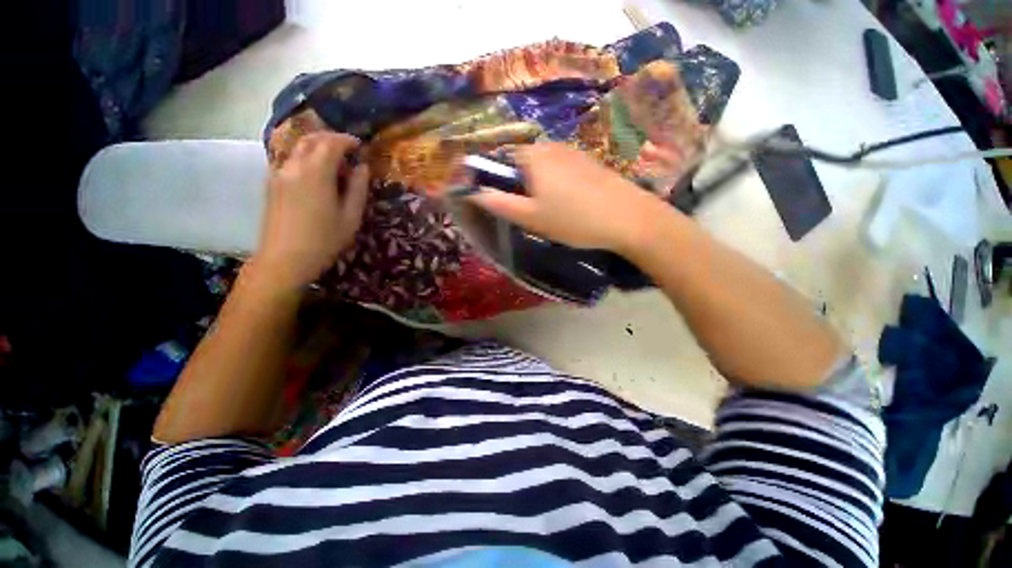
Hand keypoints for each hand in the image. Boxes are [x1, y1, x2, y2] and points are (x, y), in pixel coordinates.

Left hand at [253, 132, 369, 291]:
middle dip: (331, 138)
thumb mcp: (351, 217)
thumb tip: (362, 167)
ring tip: (334, 159)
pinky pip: (290, 159)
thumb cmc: (324, 240)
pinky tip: (315, 171)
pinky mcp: (271, 183)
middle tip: (348, 148)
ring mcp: (279, 173)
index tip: (360, 145)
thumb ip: (358, 188)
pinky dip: (305, 156)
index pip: (331, 143)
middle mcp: (294, 166)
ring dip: (317, 145)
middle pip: (311, 139)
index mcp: (316, 173)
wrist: (284, 259)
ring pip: (297, 147)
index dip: (347, 140)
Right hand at [468, 143, 670, 254]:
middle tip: (526, 212)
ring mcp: (572, 151)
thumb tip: (475, 193)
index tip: (500, 202)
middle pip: (521, 162)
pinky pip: (559, 169)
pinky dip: (554, 183)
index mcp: (532, 156)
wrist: (628, 218)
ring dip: (536, 185)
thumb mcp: (531, 217)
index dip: (493, 179)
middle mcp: (550, 146)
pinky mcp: (587, 161)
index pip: (499, 159)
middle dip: (517, 184)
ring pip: (541, 166)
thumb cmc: (573, 219)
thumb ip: (500, 204)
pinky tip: (568, 203)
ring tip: (548, 211)